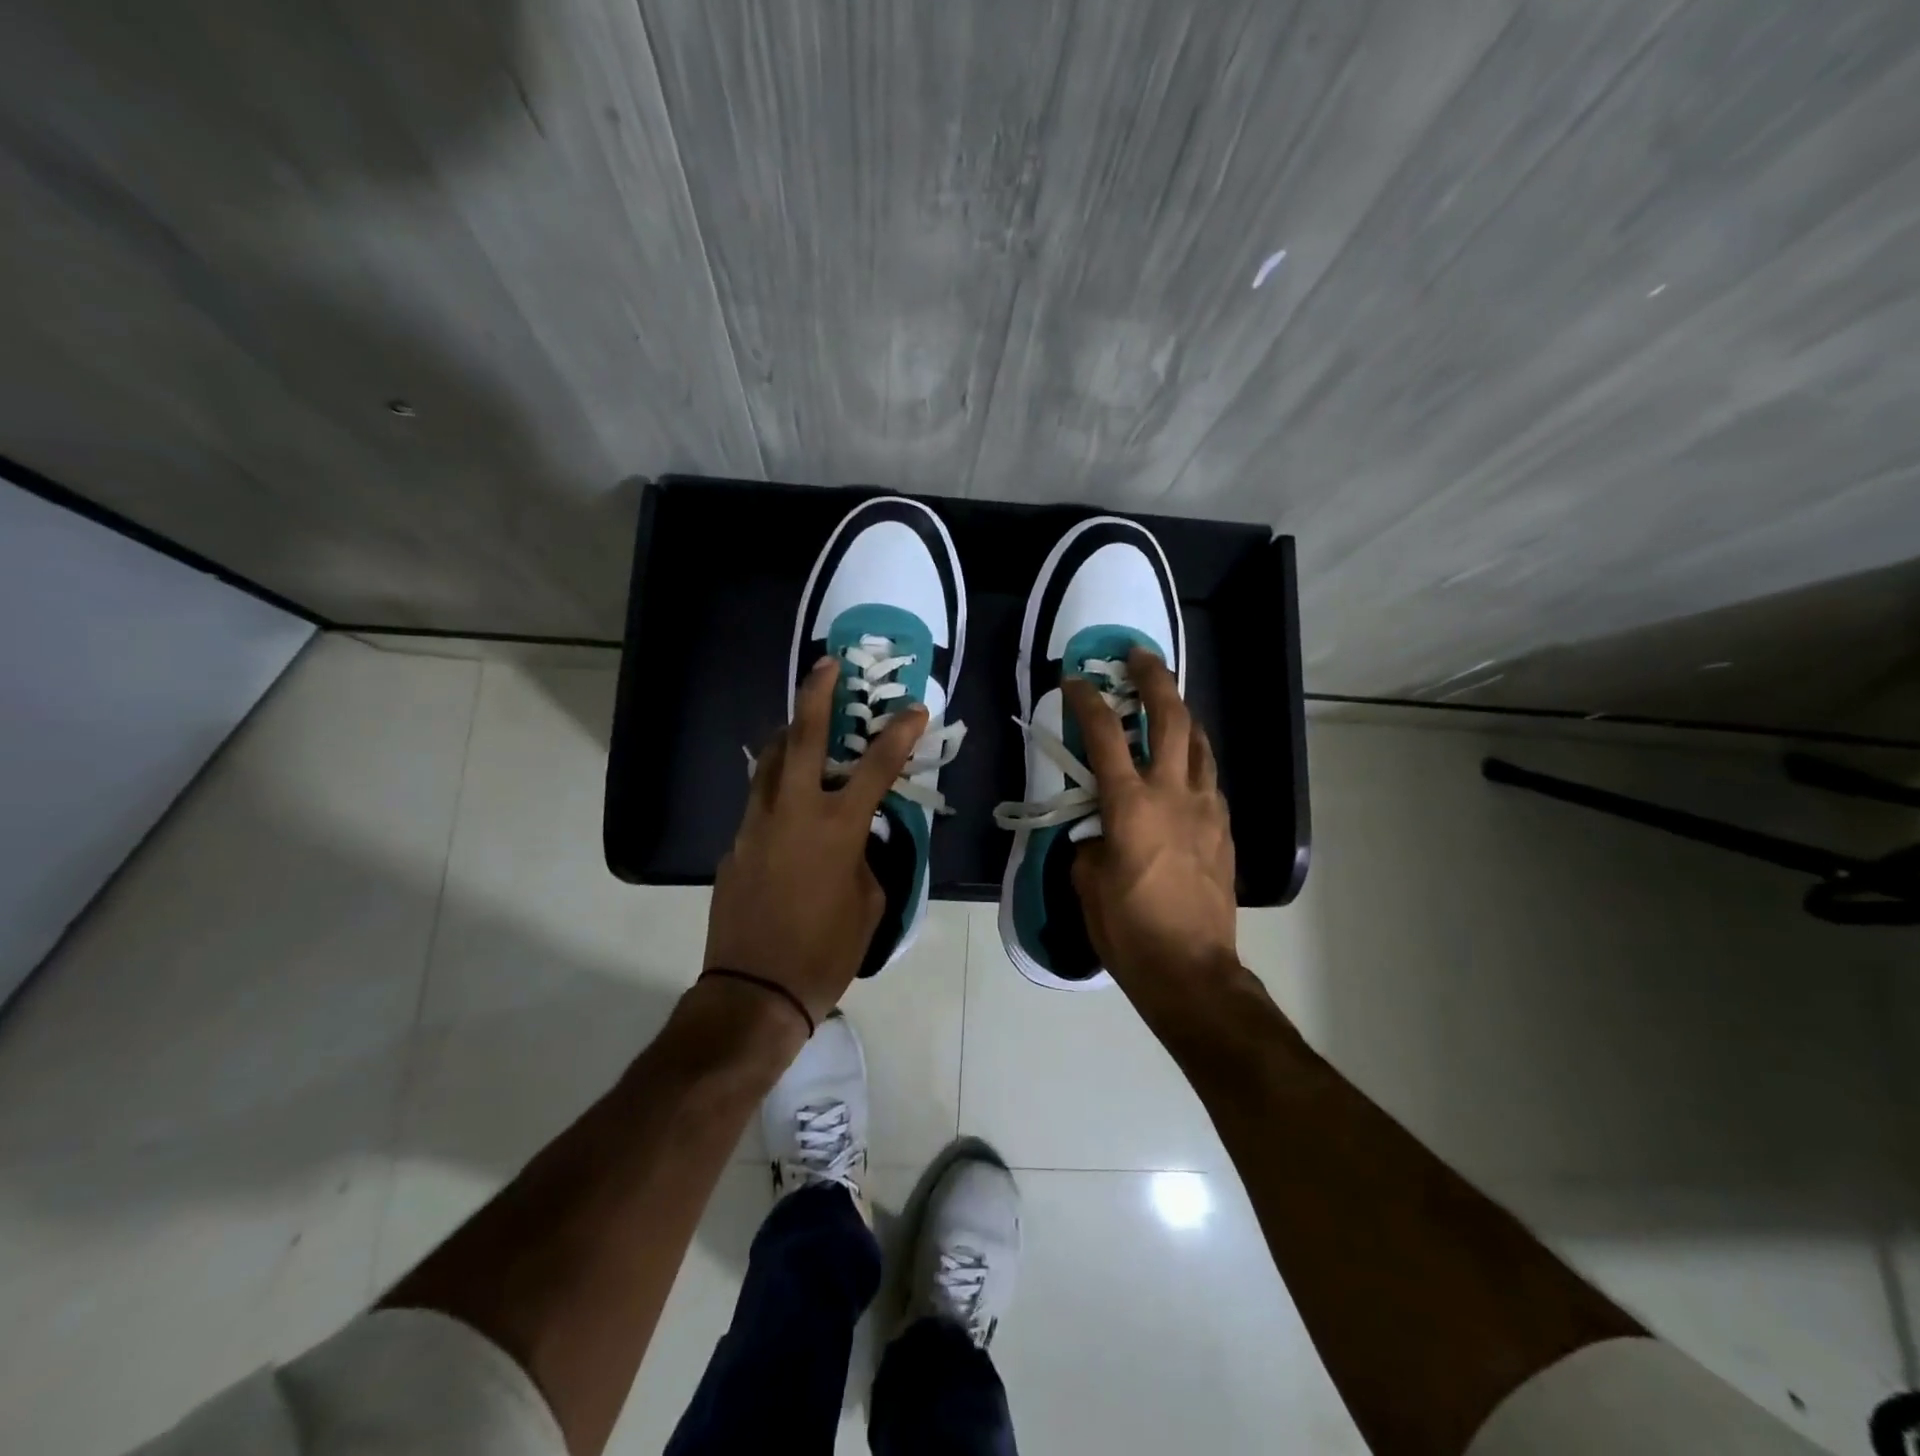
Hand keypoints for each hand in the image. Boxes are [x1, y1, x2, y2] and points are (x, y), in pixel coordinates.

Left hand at [704, 657, 926, 1024]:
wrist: (754, 991)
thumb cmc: (825, 952)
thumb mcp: (869, 902)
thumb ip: (866, 857)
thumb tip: (855, 839)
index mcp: (836, 828)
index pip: (876, 767)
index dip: (898, 734)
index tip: (914, 709)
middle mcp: (793, 812)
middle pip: (804, 736)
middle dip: (818, 694)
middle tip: (828, 664)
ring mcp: (756, 824)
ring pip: (771, 760)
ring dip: (791, 733)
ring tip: (804, 720)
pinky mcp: (735, 843)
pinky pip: (760, 800)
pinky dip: (778, 784)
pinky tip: (789, 796)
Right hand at [1064, 649, 1237, 993]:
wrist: (1191, 969)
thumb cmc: (1128, 929)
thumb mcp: (1088, 882)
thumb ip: (1090, 841)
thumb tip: (1099, 829)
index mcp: (1130, 805)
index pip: (1104, 736)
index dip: (1087, 701)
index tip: (1074, 680)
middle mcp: (1173, 794)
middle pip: (1171, 718)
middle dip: (1154, 679)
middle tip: (1140, 657)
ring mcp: (1206, 809)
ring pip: (1199, 743)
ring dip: (1181, 714)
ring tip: (1166, 703)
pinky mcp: (1224, 829)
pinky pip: (1208, 778)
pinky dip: (1193, 759)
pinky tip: (1182, 767)